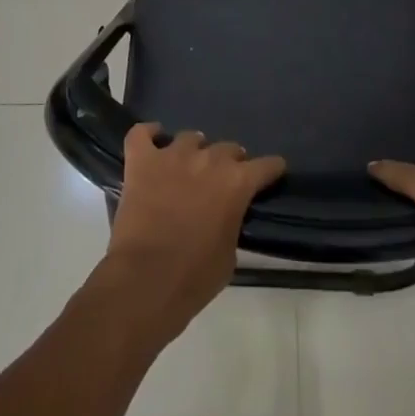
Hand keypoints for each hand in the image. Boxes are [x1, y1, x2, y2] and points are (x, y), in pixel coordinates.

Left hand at [97, 124, 285, 344]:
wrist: (144, 282)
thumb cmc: (194, 278)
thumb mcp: (229, 255)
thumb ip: (231, 222)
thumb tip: (225, 214)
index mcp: (236, 183)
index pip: (265, 165)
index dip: (270, 169)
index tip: (272, 172)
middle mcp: (209, 160)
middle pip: (228, 148)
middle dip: (229, 162)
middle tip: (221, 181)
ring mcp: (172, 156)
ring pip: (190, 138)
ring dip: (194, 151)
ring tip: (188, 164)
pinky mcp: (142, 161)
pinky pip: (142, 134)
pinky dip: (148, 134)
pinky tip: (152, 140)